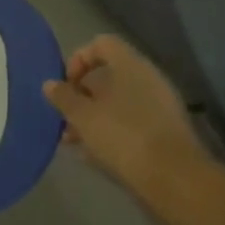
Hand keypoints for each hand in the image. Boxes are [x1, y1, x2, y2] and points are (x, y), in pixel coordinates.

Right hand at [45, 35, 203, 193]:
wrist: (174, 179)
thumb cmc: (123, 137)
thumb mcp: (83, 116)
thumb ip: (64, 97)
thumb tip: (50, 84)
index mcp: (130, 65)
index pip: (101, 44)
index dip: (78, 60)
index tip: (66, 85)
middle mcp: (148, 79)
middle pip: (108, 75)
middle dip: (82, 95)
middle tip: (66, 117)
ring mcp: (160, 106)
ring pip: (118, 102)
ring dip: (94, 117)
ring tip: (73, 141)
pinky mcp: (165, 132)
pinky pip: (131, 123)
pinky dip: (112, 132)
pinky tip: (95, 155)